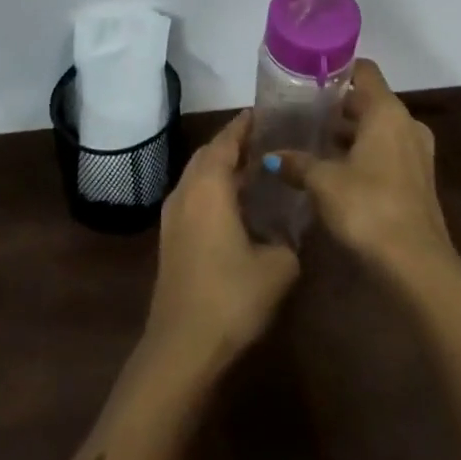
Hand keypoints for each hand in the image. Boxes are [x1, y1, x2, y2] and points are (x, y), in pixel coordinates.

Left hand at [144, 111, 300, 371]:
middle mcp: (185, 192)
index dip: (245, 125)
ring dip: (222, 167)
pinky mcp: (170, 239)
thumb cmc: (232, 297)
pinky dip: (214, 188)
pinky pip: (193, 197)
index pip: (226, 141)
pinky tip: (237, 204)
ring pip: (197, 176)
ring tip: (256, 167)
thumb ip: (289, 237)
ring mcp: (173, 217)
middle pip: (208, 154)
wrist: (183, 348)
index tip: (265, 112)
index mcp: (209, 187)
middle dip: (234, 143)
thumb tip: (290, 228)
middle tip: (267, 138)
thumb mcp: (279, 265)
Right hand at [265, 59, 457, 285]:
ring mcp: (416, 153)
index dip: (338, 69)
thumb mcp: (323, 182)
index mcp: (387, 112)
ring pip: (376, 130)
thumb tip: (271, 156)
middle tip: (300, 113)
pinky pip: (385, 152)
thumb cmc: (368, 207)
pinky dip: (362, 154)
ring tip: (310, 141)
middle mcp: (406, 124)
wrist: (415, 264)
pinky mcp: (416, 179)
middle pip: (368, 101)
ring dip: (348, 134)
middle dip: (336, 107)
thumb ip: (297, 163)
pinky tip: (333, 170)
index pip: (364, 72)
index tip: (309, 76)